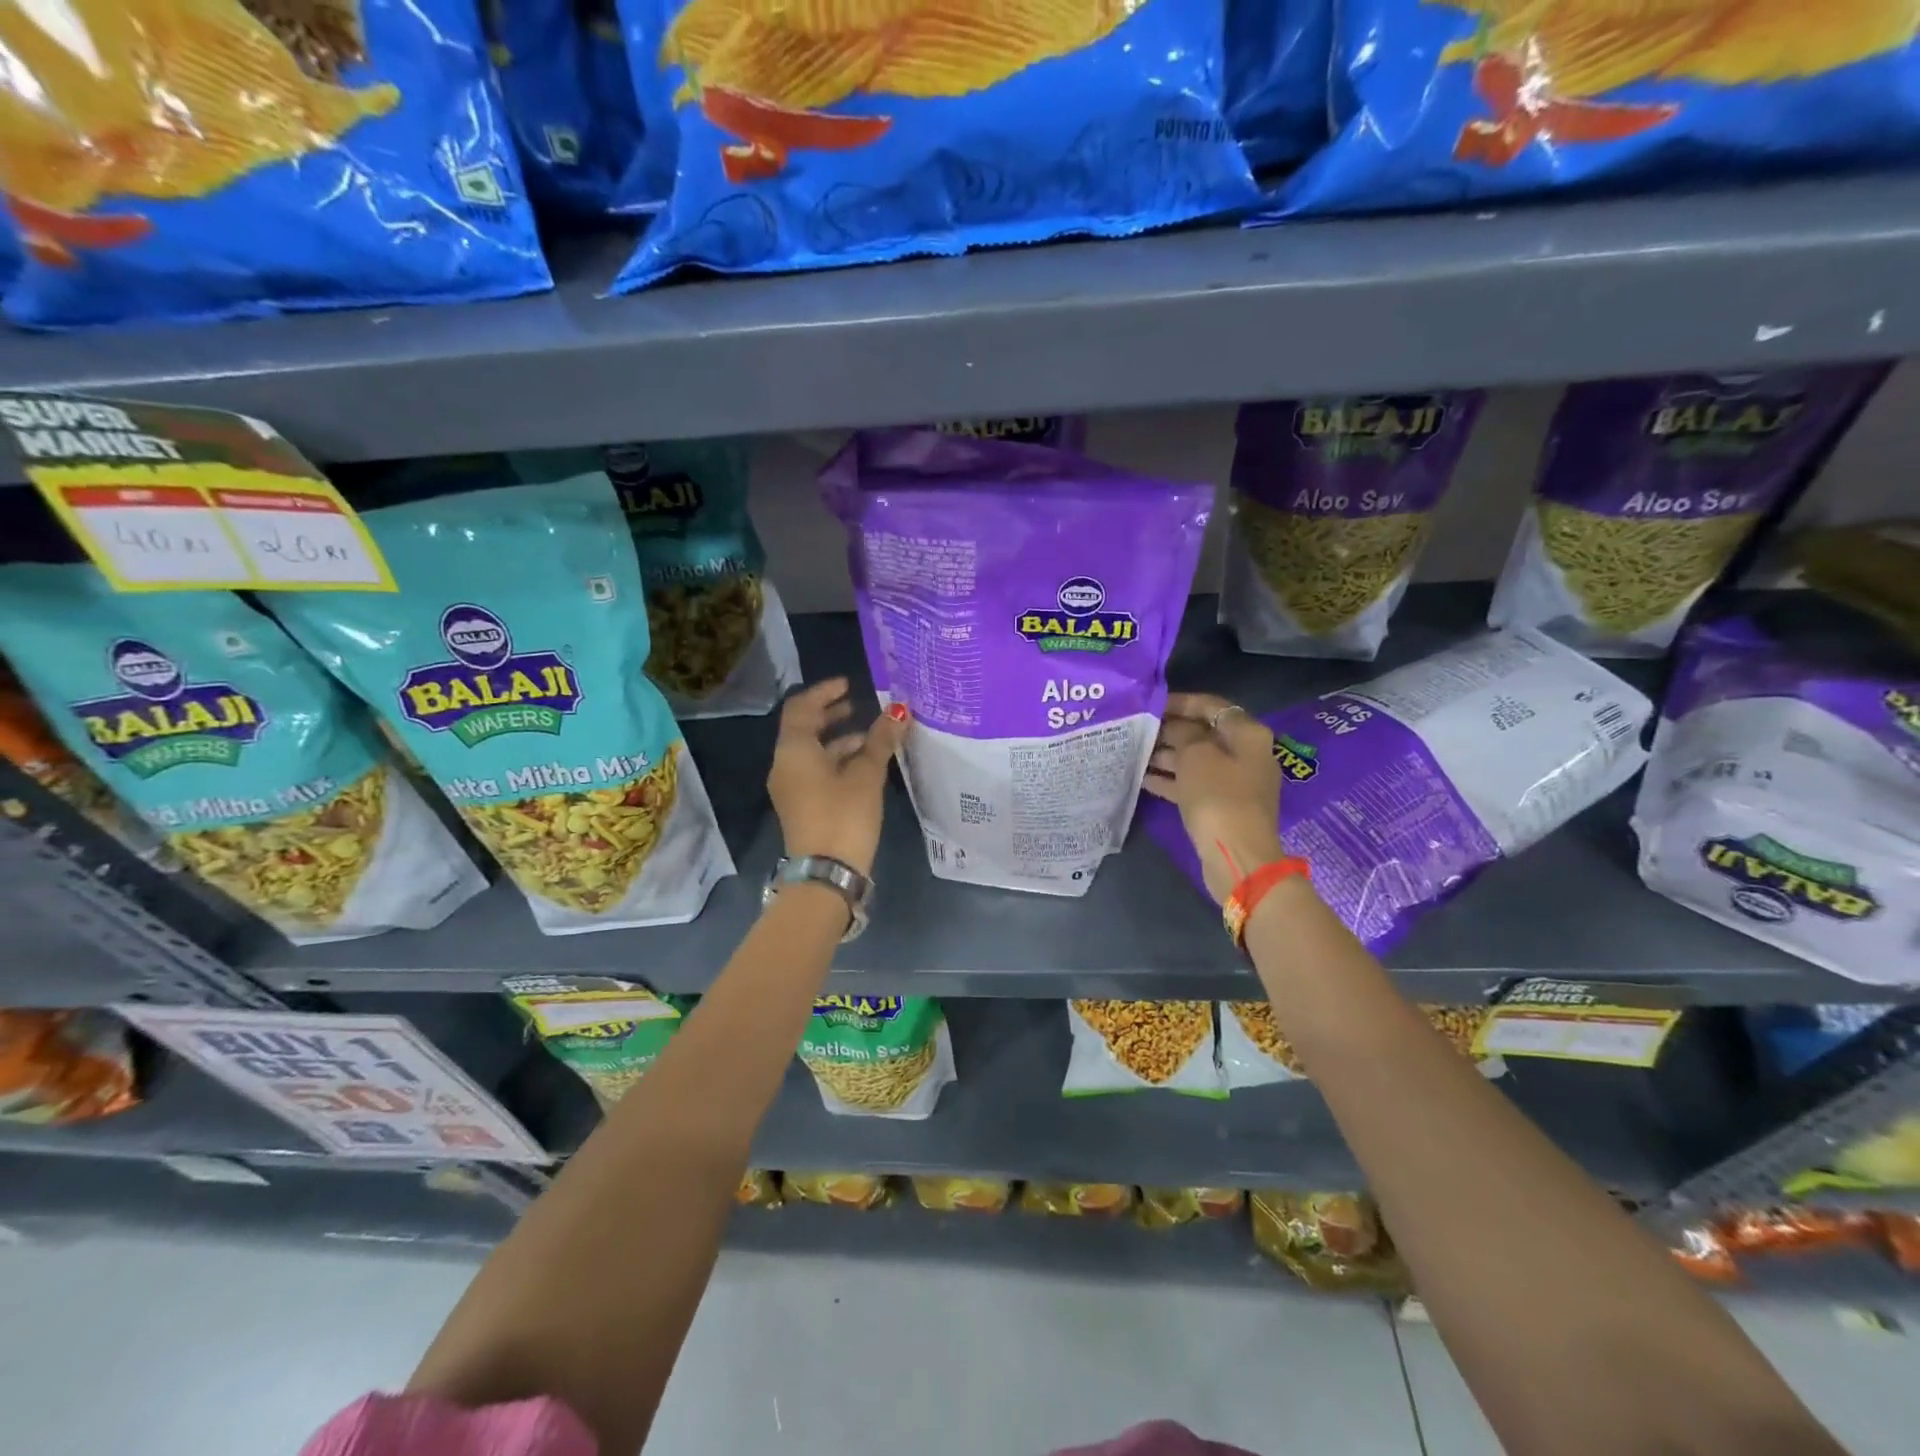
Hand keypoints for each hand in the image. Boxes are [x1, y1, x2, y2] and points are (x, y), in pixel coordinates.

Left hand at [768, 678, 906, 876]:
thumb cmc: (844, 816)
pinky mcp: (801, 805)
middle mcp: (785, 764)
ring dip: (839, 739)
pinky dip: (837, 760)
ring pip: (812, 752)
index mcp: (794, 750)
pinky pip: (816, 771)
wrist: (826, 874)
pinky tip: (864, 765)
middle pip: (804, 728)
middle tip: (859, 704)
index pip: (802, 707)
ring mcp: (791, 787)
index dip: (825, 692)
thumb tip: (898, 711)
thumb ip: (880, 740)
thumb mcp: (866, 775)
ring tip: (872, 736)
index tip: (850, 684)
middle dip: (832, 714)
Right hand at [1144, 692, 1284, 904]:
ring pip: (1195, 760)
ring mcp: (1234, 781)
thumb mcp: (1196, 755)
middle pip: (1203, 732)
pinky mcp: (1222, 806)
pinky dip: (1170, 780)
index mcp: (1246, 734)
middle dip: (1169, 730)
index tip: (1149, 704)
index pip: (1211, 705)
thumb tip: (1175, 726)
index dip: (1179, 702)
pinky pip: (1193, 784)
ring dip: (1166, 756)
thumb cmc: (1218, 796)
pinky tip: (1142, 779)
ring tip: (1133, 753)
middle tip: (1136, 729)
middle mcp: (1245, 753)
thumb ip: (1183, 732)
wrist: (1238, 857)